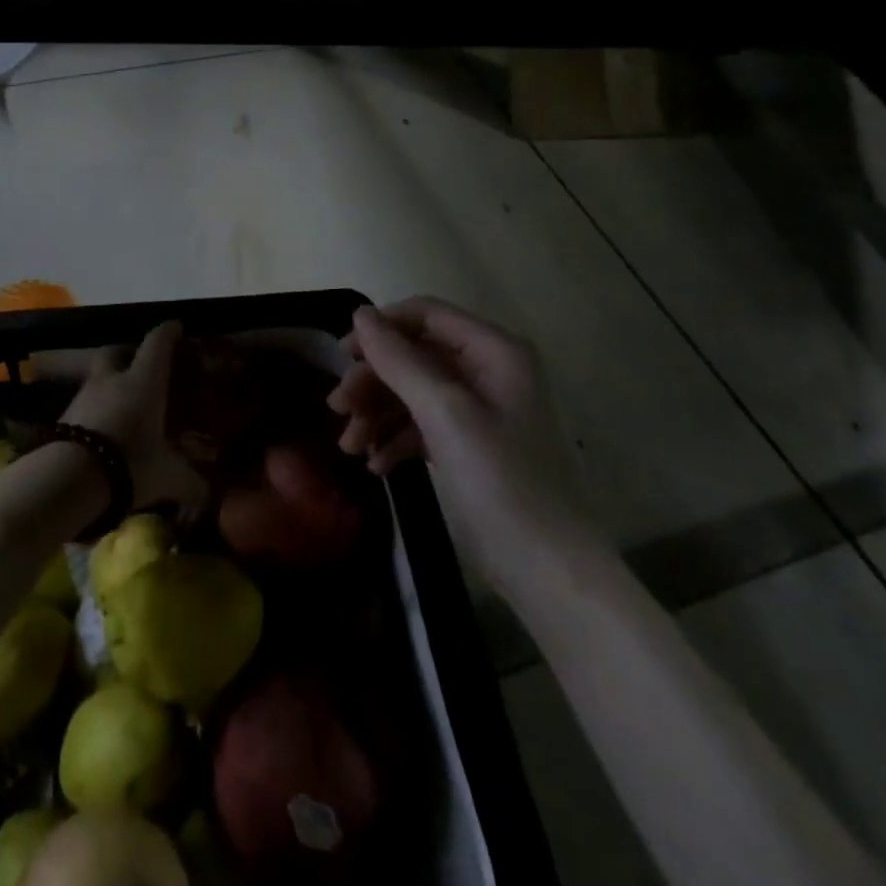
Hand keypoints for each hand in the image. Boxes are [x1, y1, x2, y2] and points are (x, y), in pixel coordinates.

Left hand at [62, 321, 207, 513]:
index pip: (157, 343)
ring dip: (109, 384)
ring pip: (97, 378)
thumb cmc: (129, 463)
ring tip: (122, 403)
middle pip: (116, 351)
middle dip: (127, 352)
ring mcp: (83, 396)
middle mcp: (112, 380)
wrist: (67, 480)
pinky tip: (103, 429)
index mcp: (143, 380)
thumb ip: (191, 482)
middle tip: (140, 364)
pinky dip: (95, 410)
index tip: (176, 326)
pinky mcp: (63, 418)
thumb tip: (208, 494)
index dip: (168, 332)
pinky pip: (84, 405)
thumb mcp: (168, 477)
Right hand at [329, 297, 594, 554]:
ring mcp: (479, 410)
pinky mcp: (470, 444)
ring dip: (378, 413)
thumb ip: (400, 360)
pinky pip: (422, 425)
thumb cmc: (501, 481)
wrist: (549, 571)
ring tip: (350, 447)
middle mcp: (488, 371)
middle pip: (414, 355)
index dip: (381, 329)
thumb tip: (360, 313)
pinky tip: (377, 465)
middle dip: (374, 380)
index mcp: (494, 350)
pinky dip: (396, 439)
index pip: (426, 314)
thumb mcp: (444, 413)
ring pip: (413, 392)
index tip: (342, 357)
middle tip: (337, 409)